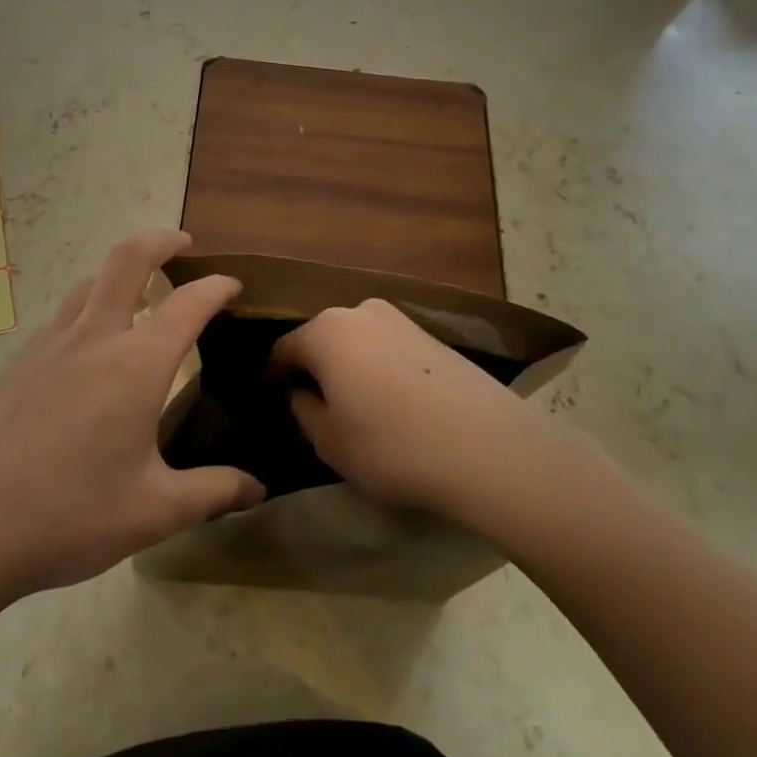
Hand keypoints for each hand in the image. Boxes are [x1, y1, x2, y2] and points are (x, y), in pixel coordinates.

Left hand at [0, 232, 263, 614]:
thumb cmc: (68, 516)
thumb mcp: (153, 512)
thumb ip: (212, 493)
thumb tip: (257, 489)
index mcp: (136, 363)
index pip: (188, 303)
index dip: (216, 286)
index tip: (233, 284)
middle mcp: (93, 337)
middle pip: (127, 259)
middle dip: (161, 240)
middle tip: (183, 245)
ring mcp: (48, 346)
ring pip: (88, 283)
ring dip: (119, 273)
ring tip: (137, 293)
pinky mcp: (16, 364)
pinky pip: (61, 316)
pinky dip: (87, 308)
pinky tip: (86, 349)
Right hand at [271, 298, 529, 516]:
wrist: (485, 446)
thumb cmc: (391, 446)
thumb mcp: (330, 442)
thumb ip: (304, 411)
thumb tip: (301, 393)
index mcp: (325, 331)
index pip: (284, 349)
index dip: (273, 377)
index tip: (271, 401)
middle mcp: (359, 311)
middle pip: (323, 339)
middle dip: (314, 368)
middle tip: (314, 406)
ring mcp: (400, 318)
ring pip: (358, 341)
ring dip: (349, 367)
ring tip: (355, 406)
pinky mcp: (432, 334)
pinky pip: (389, 348)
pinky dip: (380, 368)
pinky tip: (393, 402)